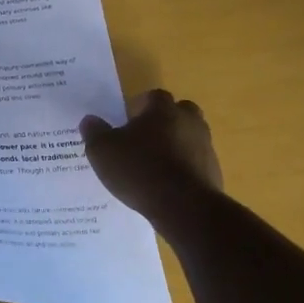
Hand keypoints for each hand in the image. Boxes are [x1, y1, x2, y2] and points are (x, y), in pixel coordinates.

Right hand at [80, 90, 223, 225]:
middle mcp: (189, 122)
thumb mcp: (103, 151)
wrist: (184, 207)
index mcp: (163, 110)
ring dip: (176, 146)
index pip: (154, 96)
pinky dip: (184, 170)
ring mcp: (205, 147)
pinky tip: (167, 186)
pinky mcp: (214, 173)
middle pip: (180, 112)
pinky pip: (196, 164)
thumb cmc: (139, 169)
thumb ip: (94, 133)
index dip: (141, 105)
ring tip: (154, 165)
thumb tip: (89, 120)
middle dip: (164, 121)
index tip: (129, 119)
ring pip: (190, 138)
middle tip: (145, 138)